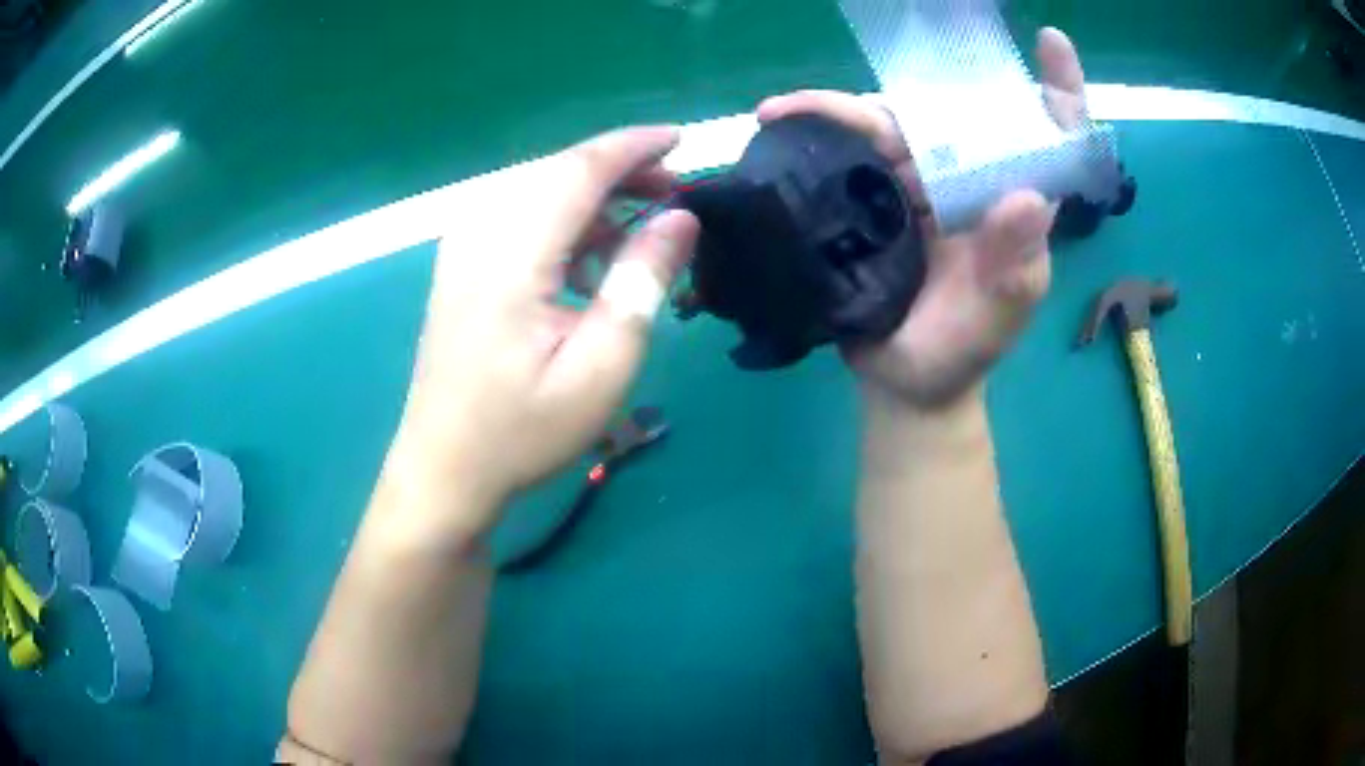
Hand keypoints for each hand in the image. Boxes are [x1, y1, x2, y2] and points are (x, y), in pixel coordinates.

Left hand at [392, 127, 698, 534]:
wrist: (444, 469)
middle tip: (675, 196)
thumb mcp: (602, 365)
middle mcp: (479, 233)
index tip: (684, 140)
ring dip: (594, 197)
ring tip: (642, 229)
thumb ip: (643, 280)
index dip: (635, 147)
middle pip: (557, 171)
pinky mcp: (460, 266)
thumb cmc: (523, 429)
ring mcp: (462, 247)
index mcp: (512, 253)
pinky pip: (519, 216)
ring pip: (538, 190)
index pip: (580, 168)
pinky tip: (589, 260)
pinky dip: (564, 222)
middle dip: (621, 170)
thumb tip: (681, 218)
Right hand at [757, 28, 1087, 408]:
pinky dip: (813, 131)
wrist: (904, 382)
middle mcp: (970, 181)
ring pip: (890, 123)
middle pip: (953, 111)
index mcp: (1014, 204)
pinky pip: (848, 149)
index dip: (1057, 87)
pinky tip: (775, 124)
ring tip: (784, 110)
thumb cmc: (960, 353)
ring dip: (838, 110)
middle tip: (857, 97)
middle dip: (912, 89)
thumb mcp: (996, 320)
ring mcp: (920, 183)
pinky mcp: (876, 193)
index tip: (1050, 42)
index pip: (1050, 137)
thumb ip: (1015, 269)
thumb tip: (1030, 197)